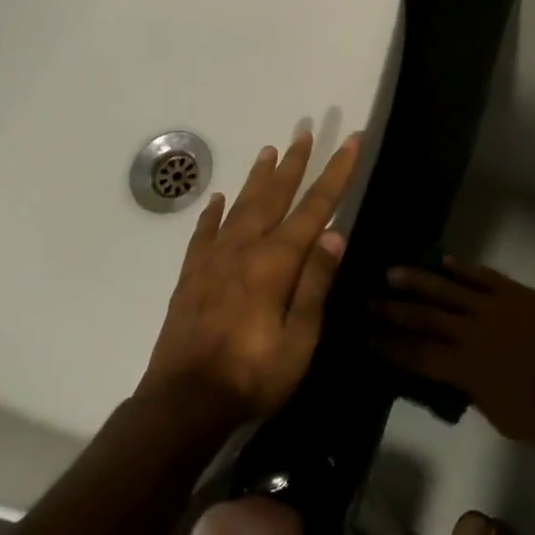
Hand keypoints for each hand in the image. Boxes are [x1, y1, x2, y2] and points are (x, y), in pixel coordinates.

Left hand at [141, 130, 361, 424]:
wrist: (183, 403)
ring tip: (269, 150)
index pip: (315, 207)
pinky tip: (218, 199)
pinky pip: (204, 233)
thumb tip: (335, 233)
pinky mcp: (192, 276)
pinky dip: (214, 213)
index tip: (351, 142)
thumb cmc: (253, 375)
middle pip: (275, 196)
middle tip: (304, 132)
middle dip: (294, 164)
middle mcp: (245, 249)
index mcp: (276, 262)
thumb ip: (315, 283)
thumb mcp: (300, 338)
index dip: (336, 173)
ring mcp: (214, 260)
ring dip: (258, 178)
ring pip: (241, 206)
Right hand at [372, 261, 534, 445]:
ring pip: (449, 289)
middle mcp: (474, 332)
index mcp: (468, 369)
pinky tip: (444, 261)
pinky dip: (462, 268)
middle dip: (395, 310)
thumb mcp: (504, 419)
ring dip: (419, 280)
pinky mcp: (518, 293)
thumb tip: (458, 379)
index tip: (365, 337)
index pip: (418, 355)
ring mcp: (496, 307)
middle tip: (368, 300)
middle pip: (426, 317)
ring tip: (392, 272)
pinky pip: (484, 276)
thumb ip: (476, 395)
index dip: (390, 346)